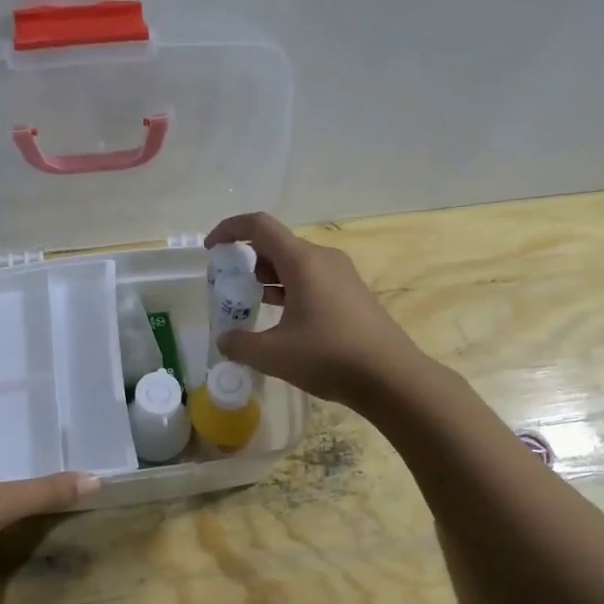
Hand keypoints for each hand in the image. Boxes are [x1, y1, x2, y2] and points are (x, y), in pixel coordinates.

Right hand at [205, 212, 425, 408]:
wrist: (392, 377)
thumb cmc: (329, 356)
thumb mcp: (274, 354)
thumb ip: (240, 344)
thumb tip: (225, 340)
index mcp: (302, 261)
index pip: (259, 226)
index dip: (229, 229)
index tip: (211, 249)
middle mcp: (323, 258)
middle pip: (277, 244)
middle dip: (248, 260)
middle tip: (231, 288)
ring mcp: (342, 275)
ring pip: (295, 263)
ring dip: (269, 277)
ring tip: (254, 306)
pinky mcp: (352, 294)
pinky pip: (312, 279)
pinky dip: (290, 289)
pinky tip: (284, 321)